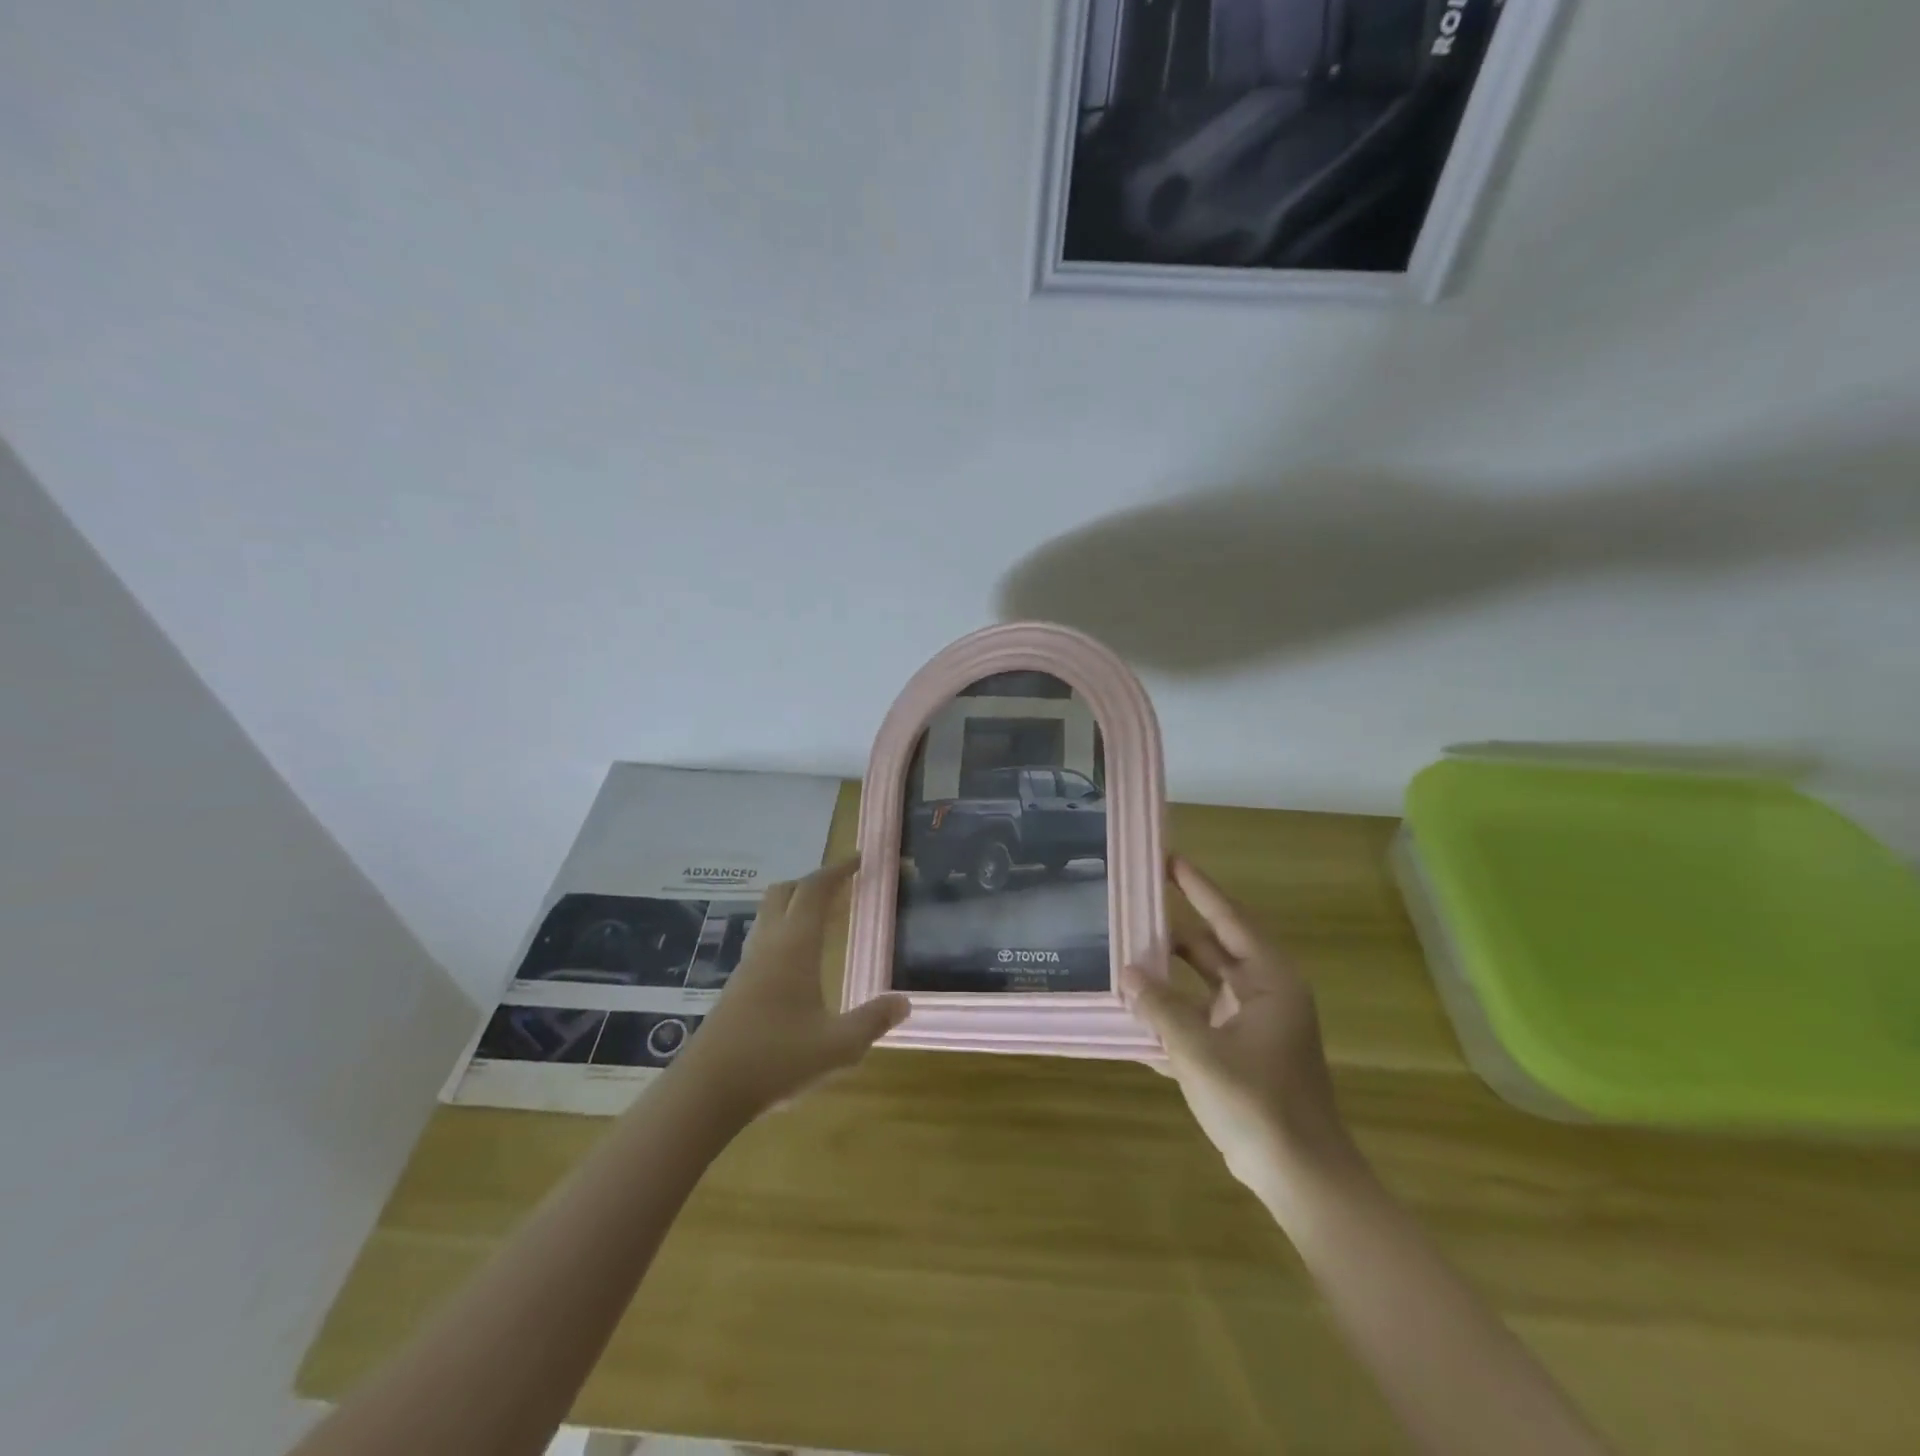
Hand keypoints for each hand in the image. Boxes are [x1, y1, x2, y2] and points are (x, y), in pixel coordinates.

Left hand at [675, 857, 909, 1121]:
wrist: (707, 1091)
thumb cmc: (776, 1059)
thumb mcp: (838, 1046)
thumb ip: (873, 1021)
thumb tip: (905, 1002)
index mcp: (794, 946)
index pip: (814, 891)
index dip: (837, 870)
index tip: (858, 859)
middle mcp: (769, 946)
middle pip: (784, 893)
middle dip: (812, 882)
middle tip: (840, 886)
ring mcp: (748, 966)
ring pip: (769, 916)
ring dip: (795, 906)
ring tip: (823, 919)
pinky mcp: (736, 987)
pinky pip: (763, 941)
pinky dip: (784, 932)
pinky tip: (797, 962)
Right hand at [1122, 855, 1357, 1200]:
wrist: (1300, 1178)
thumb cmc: (1258, 1103)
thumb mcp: (1199, 1050)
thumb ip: (1160, 1007)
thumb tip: (1126, 973)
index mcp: (1268, 980)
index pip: (1228, 917)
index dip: (1197, 887)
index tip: (1167, 858)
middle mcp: (1263, 993)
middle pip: (1210, 949)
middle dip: (1170, 932)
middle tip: (1129, 908)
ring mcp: (1251, 1025)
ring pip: (1201, 985)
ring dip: (1165, 977)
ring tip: (1121, 956)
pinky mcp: (1239, 1053)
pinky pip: (1199, 1018)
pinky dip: (1171, 1014)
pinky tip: (1133, 1015)